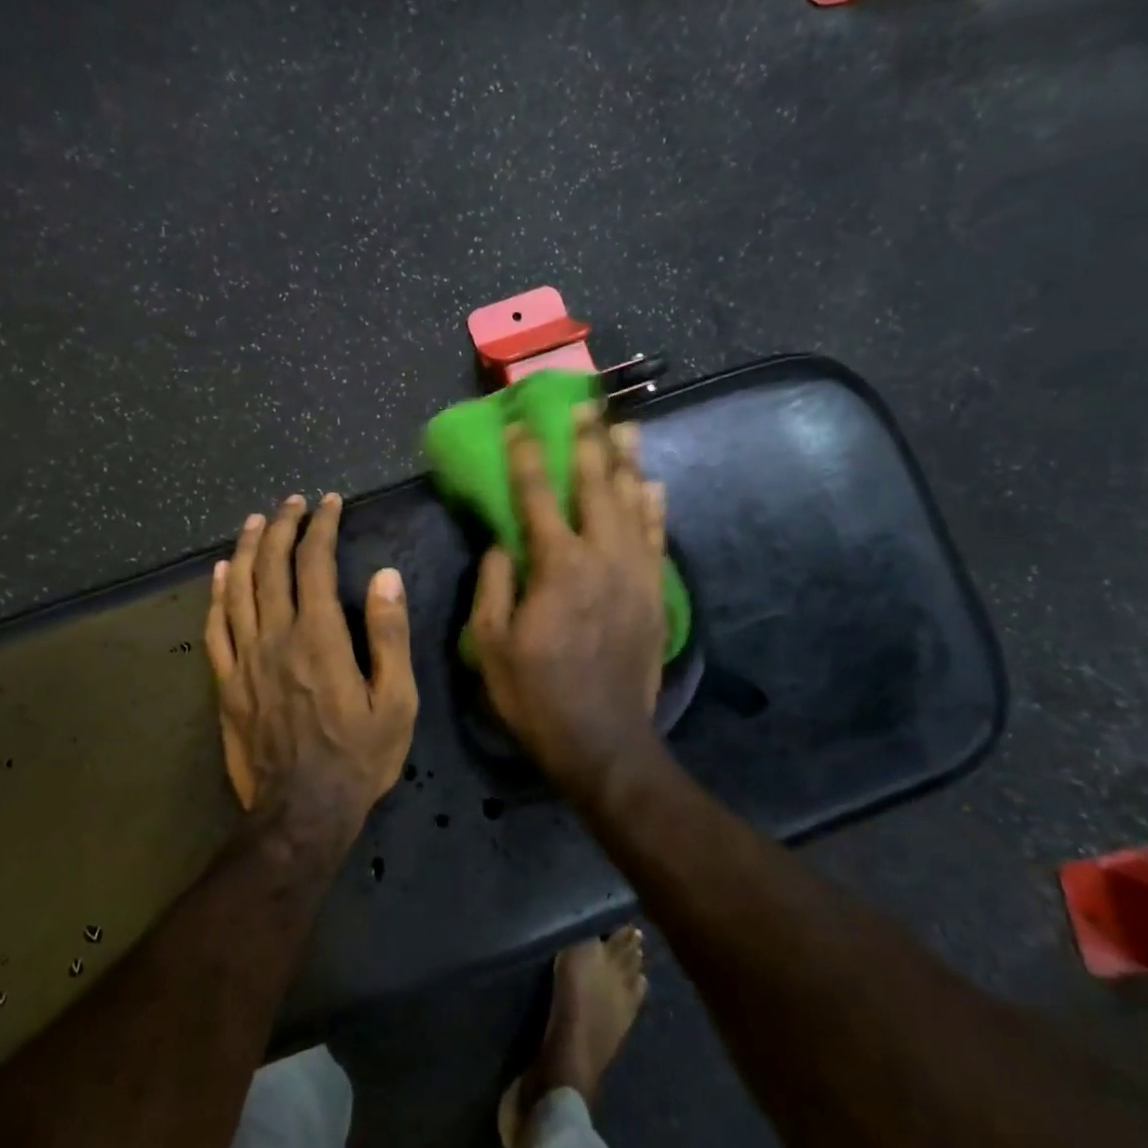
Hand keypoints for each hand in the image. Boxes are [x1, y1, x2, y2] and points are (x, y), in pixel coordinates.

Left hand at [205, 493, 418, 843]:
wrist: (301, 815)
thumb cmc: (358, 758)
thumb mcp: (396, 701)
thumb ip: (389, 635)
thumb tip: (385, 575)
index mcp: (318, 637)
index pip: (314, 563)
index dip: (321, 526)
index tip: (330, 503)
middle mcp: (275, 637)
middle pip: (271, 566)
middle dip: (282, 526)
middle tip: (292, 502)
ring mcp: (244, 660)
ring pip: (239, 589)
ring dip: (247, 548)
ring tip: (256, 520)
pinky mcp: (226, 684)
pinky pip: (216, 629)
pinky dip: (217, 595)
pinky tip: (221, 573)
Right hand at [470, 405, 668, 803]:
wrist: (604, 741)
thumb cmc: (536, 694)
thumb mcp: (490, 644)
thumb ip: (494, 584)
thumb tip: (502, 543)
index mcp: (558, 566)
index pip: (537, 497)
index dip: (528, 457)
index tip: (521, 425)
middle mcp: (602, 557)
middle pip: (597, 486)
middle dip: (588, 442)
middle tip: (585, 406)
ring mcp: (635, 573)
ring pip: (634, 503)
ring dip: (627, 462)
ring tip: (626, 426)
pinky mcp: (655, 593)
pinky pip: (657, 537)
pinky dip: (655, 507)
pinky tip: (653, 484)